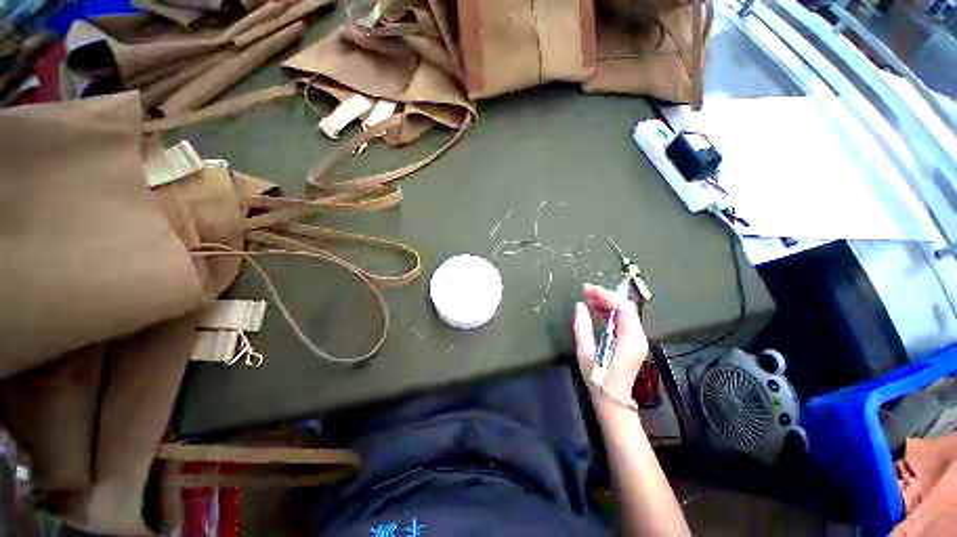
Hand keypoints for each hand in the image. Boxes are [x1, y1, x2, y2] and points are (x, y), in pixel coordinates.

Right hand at [573, 283, 649, 405]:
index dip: (606, 295)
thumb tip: (580, 306)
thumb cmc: (597, 379)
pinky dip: (610, 311)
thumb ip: (582, 327)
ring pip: (626, 311)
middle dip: (606, 295)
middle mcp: (638, 337)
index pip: (623, 308)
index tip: (588, 289)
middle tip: (586, 292)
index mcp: (628, 340)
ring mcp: (638, 339)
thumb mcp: (585, 353)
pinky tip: (596, 310)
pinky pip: (624, 319)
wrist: (613, 400)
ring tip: (588, 299)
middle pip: (626, 307)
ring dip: (607, 302)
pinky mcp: (633, 341)